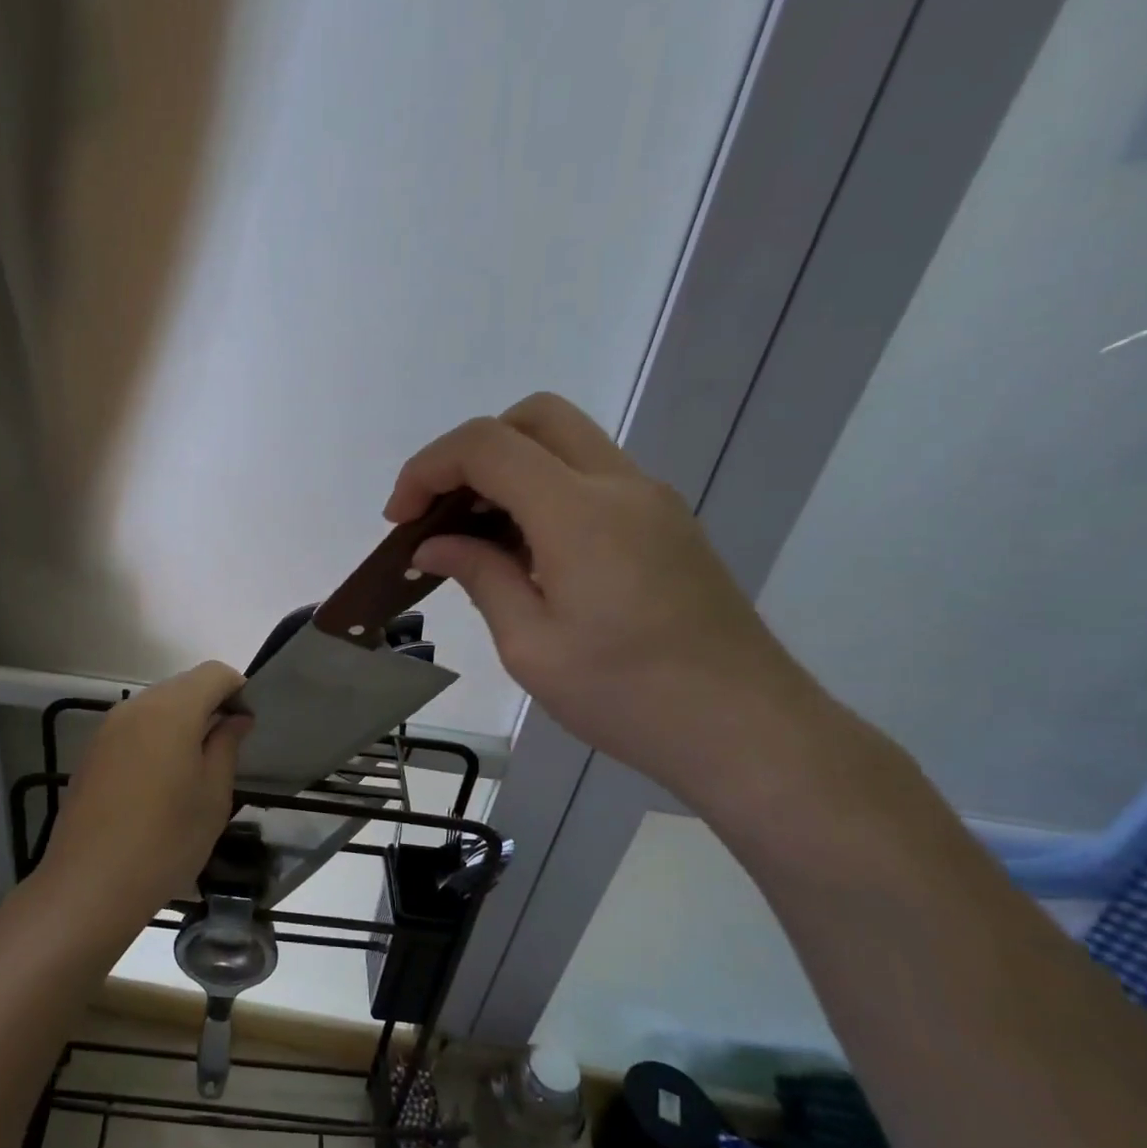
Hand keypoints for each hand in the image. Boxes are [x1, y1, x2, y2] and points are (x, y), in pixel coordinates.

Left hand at [37, 662, 250, 940]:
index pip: (214, 673)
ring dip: (181, 722)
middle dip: (209, 705)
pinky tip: (159, 782)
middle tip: (226, 749)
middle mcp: (136, 706)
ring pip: (156, 706)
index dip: (238, 690)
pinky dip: (155, 738)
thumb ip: (226, 746)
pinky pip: (134, 728)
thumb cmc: (166, 841)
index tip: (247, 726)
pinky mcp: (92, 751)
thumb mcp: (213, 796)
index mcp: (171, 710)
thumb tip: (235, 719)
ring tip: (193, 769)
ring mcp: (108, 728)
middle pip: (183, 686)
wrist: (90, 884)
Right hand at [386, 393, 821, 800]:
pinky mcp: (665, 523)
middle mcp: (619, 485)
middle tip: (440, 512)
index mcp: (578, 513)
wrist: (746, 729)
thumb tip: (433, 545)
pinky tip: (526, 553)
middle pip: (531, 418)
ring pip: (565, 442)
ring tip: (475, 538)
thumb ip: (480, 576)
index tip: (401, 520)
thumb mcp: (530, 646)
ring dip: (507, 470)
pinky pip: (591, 477)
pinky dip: (542, 491)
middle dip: (469, 452)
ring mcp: (650, 500)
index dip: (428, 469)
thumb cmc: (626, 696)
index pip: (487, 445)